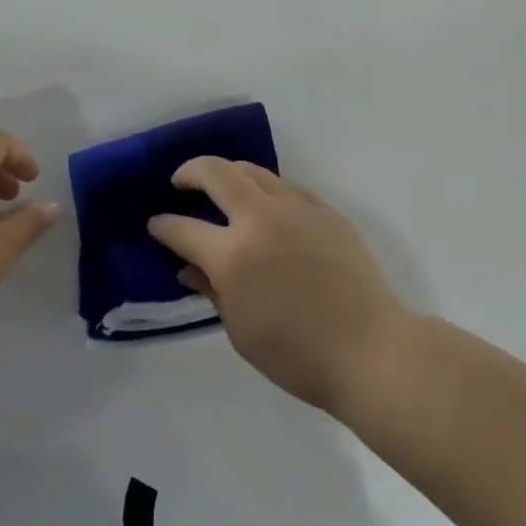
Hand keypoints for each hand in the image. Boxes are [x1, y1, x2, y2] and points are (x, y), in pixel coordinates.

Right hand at [149, 159, 407, 413]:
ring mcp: (297, 208)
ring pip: (253, 171)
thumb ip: (211, 289)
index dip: (163, 226)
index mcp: (233, 254)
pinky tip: (265, 207)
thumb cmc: (297, 354)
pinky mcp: (325, 211)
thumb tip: (189, 267)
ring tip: (219, 187)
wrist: (371, 349)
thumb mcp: (240, 330)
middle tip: (179, 182)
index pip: (183, 229)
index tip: (155, 226)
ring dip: (228, 174)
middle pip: (216, 173)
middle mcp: (261, 218)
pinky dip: (265, 190)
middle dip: (189, 172)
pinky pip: (286, 187)